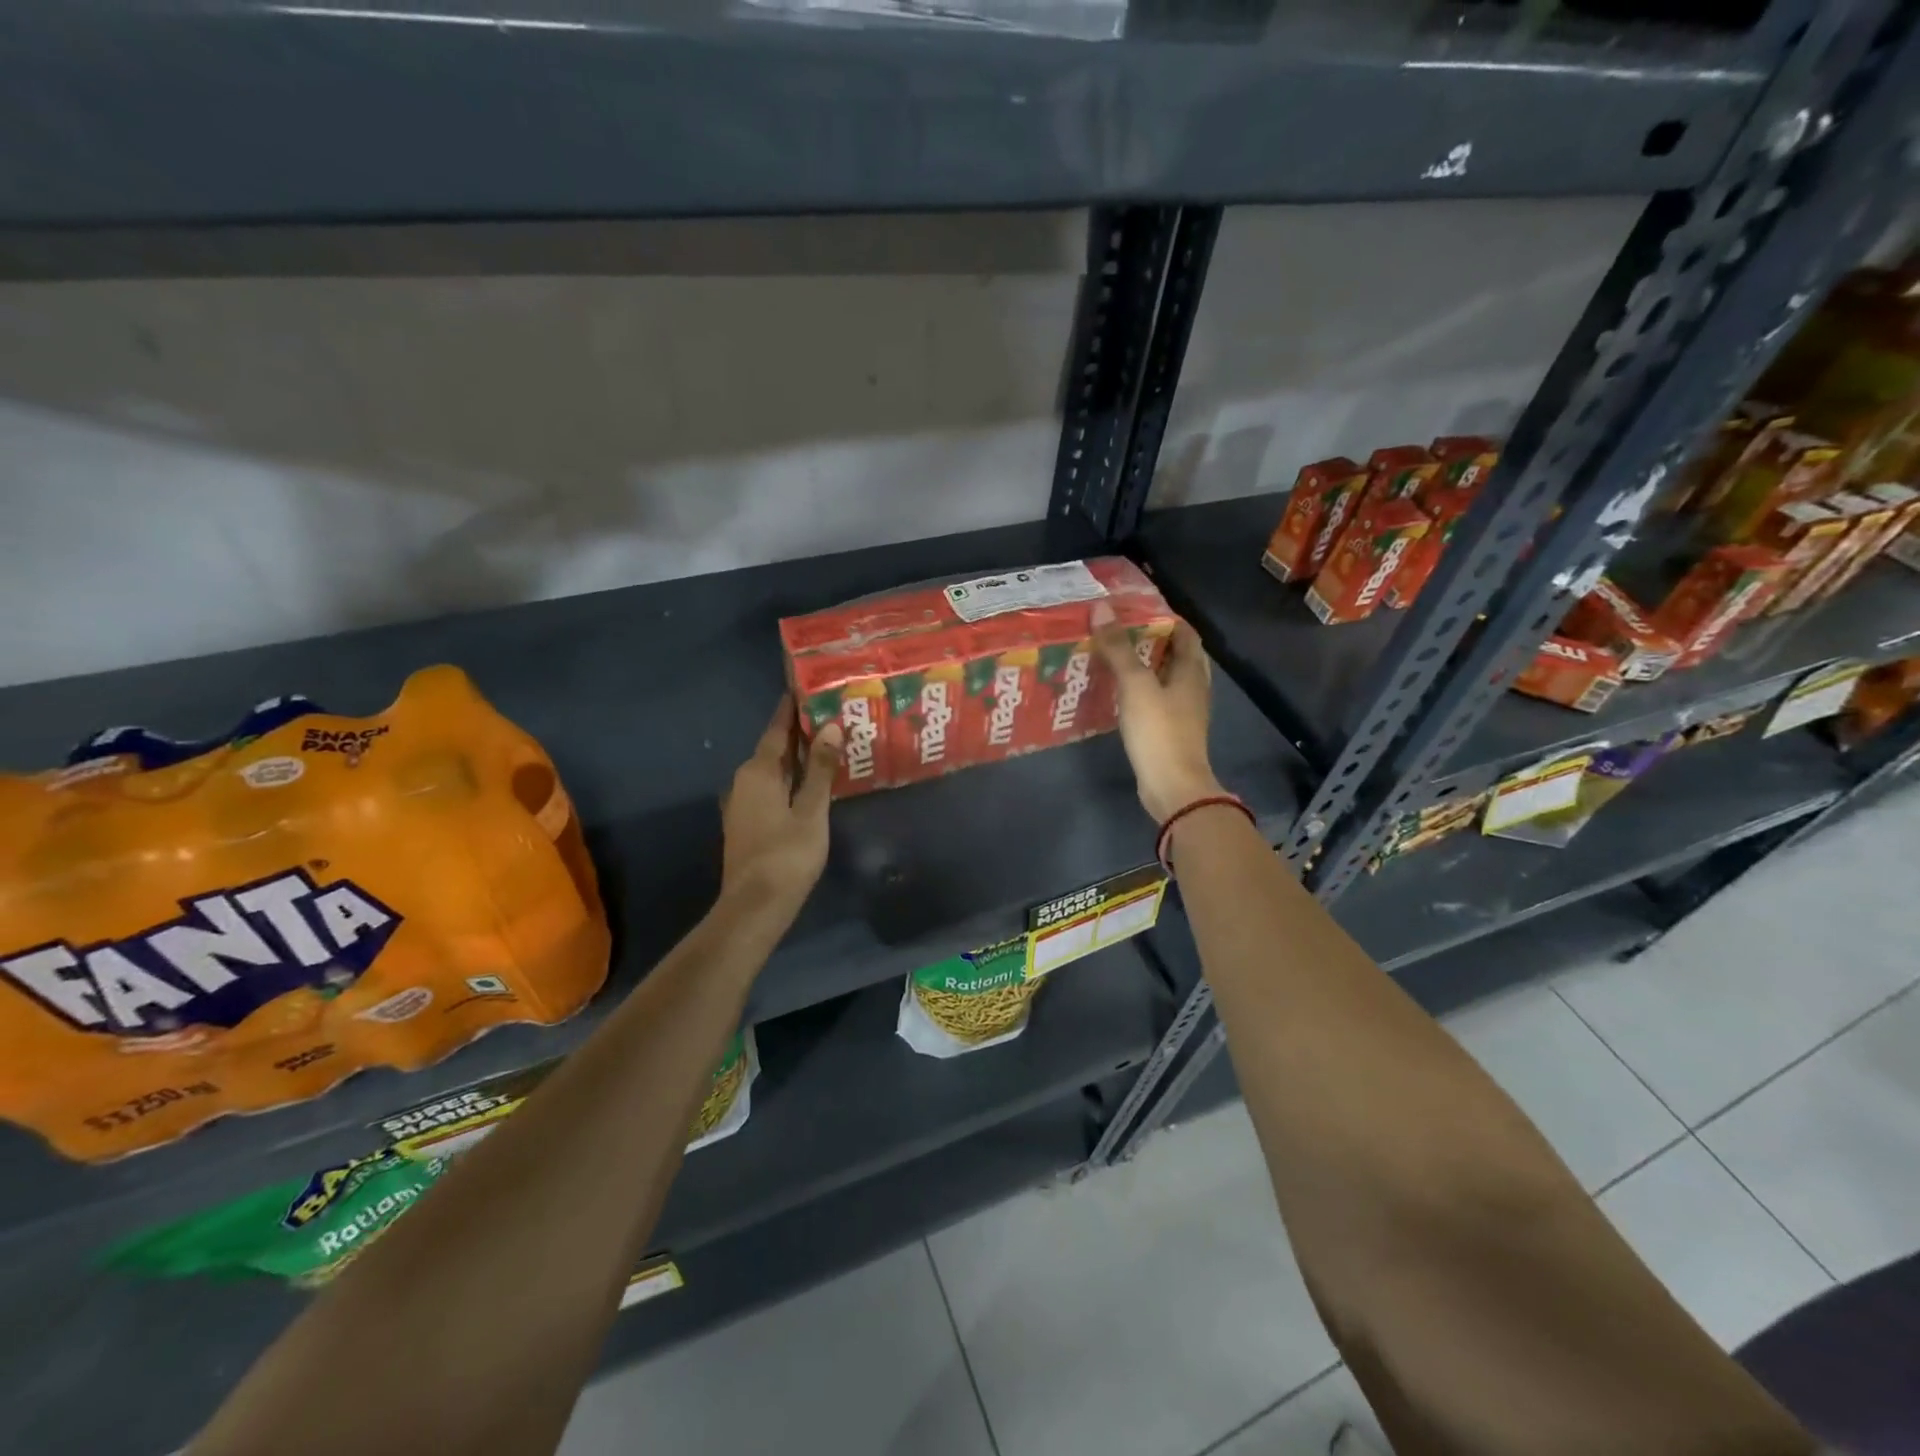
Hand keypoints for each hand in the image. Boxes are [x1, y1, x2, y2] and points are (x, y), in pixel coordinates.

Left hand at [720, 697, 841, 914]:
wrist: (754, 906)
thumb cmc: (786, 855)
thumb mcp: (812, 810)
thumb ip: (820, 769)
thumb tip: (829, 727)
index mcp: (758, 771)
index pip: (777, 729)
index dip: (792, 708)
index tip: (806, 686)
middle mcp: (744, 780)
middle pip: (775, 748)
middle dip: (800, 731)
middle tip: (830, 713)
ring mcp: (743, 803)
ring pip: (774, 770)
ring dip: (797, 757)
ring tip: (827, 744)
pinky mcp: (747, 823)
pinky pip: (771, 788)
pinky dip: (791, 779)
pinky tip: (811, 782)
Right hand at [1092, 602, 1222, 822]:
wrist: (1172, 786)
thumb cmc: (1159, 731)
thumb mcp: (1135, 685)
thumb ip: (1118, 648)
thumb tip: (1101, 609)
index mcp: (1191, 671)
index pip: (1185, 632)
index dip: (1163, 617)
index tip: (1133, 609)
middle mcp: (1193, 687)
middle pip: (1176, 654)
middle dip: (1150, 641)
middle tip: (1118, 632)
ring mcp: (1184, 711)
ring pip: (1165, 678)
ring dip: (1143, 666)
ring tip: (1113, 657)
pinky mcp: (1170, 731)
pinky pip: (1156, 700)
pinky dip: (1140, 690)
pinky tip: (1117, 692)